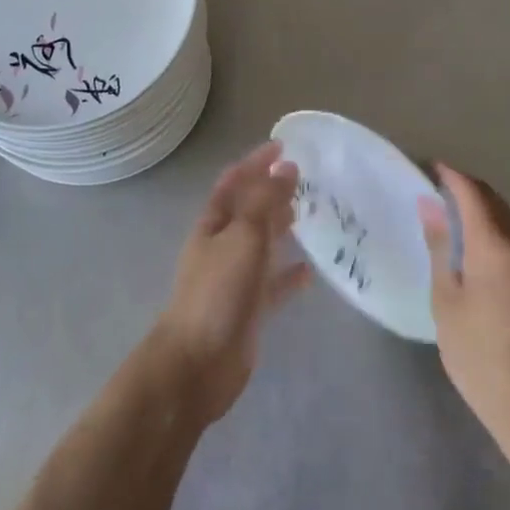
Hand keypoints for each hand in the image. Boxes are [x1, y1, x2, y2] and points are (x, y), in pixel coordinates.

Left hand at [149, 141, 311, 425]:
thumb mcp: (244, 237)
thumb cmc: (217, 292)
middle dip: (271, 192)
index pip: (234, 182)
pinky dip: (290, 276)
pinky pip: (274, 285)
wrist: (198, 365)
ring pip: (263, 245)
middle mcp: (223, 246)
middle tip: (305, 178)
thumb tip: (286, 166)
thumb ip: (265, 201)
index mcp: (213, 224)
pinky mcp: (250, 309)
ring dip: (281, 228)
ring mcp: (236, 278)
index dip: (255, 162)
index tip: (283, 145)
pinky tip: (311, 272)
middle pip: (249, 210)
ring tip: (309, 213)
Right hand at [418, 164, 509, 456]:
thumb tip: (431, 206)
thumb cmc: (482, 357)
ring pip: (505, 217)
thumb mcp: (447, 303)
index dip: (448, 175)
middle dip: (463, 189)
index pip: (471, 191)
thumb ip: (440, 248)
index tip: (425, 168)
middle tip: (431, 192)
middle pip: (492, 199)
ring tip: (447, 218)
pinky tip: (472, 247)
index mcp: (497, 245)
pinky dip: (492, 228)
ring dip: (479, 209)